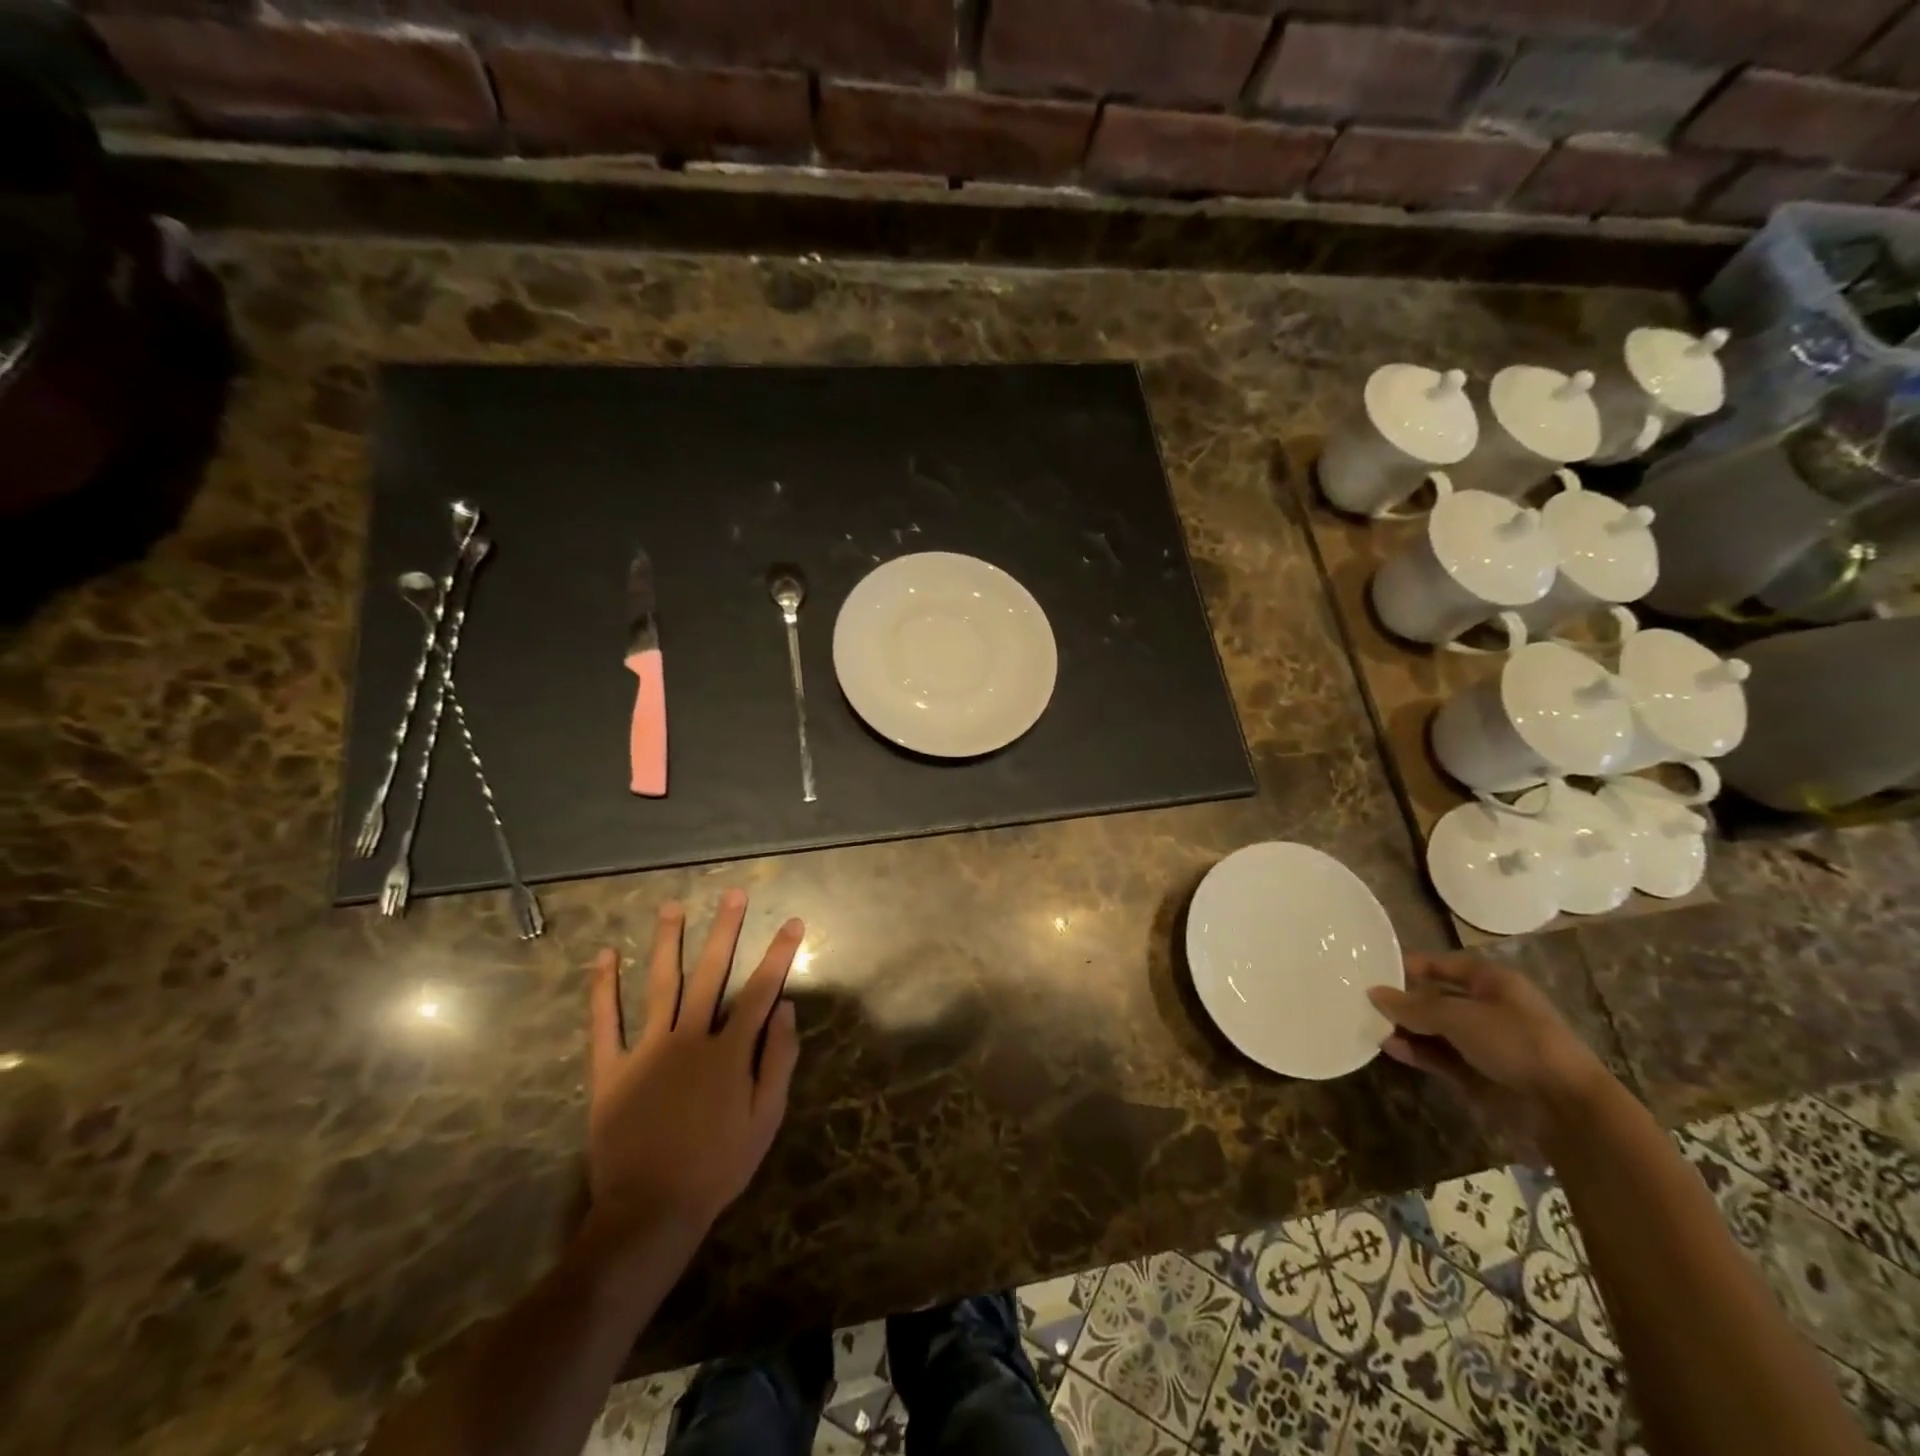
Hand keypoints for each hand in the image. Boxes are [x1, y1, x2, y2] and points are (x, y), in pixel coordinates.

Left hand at [586, 890, 801, 1241]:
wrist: (650, 1210)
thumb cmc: (717, 1166)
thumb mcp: (765, 1119)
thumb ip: (779, 1060)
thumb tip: (786, 1009)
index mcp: (729, 1051)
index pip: (760, 990)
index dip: (779, 954)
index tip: (792, 922)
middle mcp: (689, 1038)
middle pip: (711, 973)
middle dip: (725, 931)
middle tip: (733, 894)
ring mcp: (646, 1050)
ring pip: (660, 984)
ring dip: (667, 942)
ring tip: (671, 906)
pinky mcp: (610, 1070)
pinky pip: (604, 1023)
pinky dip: (603, 988)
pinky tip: (604, 956)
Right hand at [1367, 953, 1610, 1144]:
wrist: (1565, 1108)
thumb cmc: (1516, 1042)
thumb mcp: (1459, 1016)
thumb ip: (1413, 1006)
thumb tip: (1373, 993)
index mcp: (1491, 982)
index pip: (1442, 965)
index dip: (1410, 965)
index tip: (1373, 968)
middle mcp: (1487, 1008)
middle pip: (1435, 998)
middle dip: (1403, 1001)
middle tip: (1362, 1000)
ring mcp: (1483, 1043)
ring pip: (1434, 1030)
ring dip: (1406, 1028)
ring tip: (1370, 1025)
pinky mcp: (1477, 1073)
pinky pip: (1439, 1057)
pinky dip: (1416, 1052)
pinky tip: (1391, 1048)